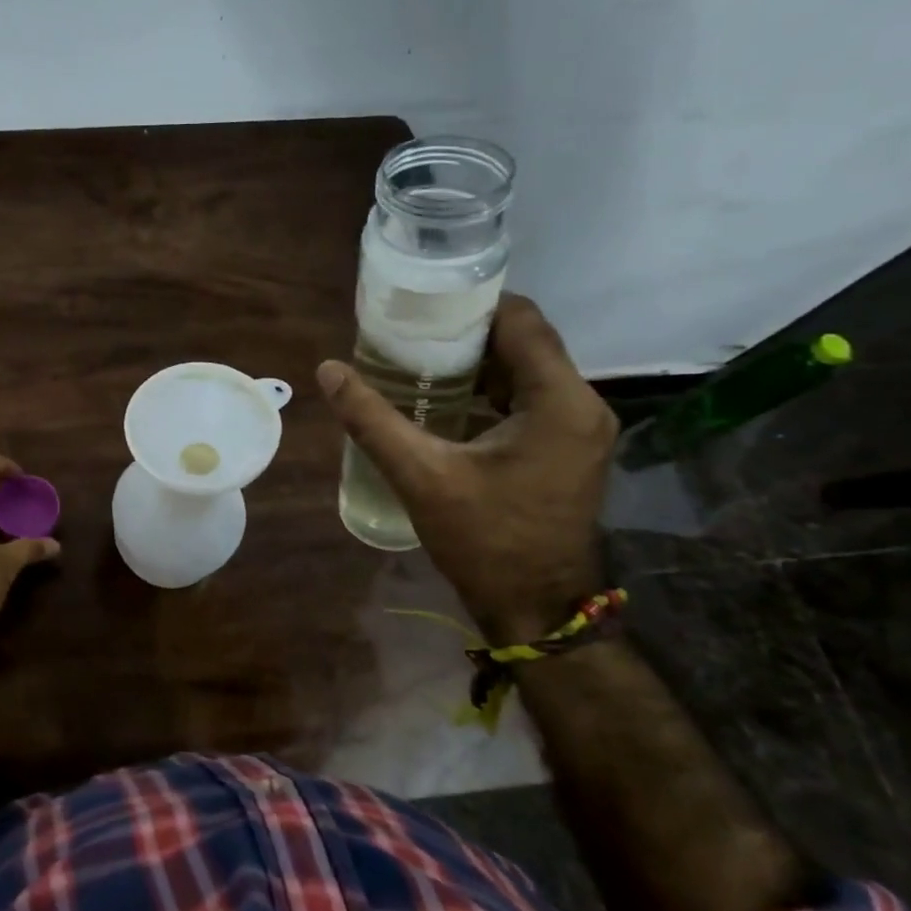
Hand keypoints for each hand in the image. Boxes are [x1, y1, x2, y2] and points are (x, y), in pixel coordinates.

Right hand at [319, 294, 616, 644]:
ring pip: (527, 371)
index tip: (423, 302)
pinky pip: (529, 398)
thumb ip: (372, 419)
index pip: (522, 321)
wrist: (536, 608)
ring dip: (477, 362)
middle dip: (467, 331)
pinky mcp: (568, 449)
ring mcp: (580, 429)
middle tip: (409, 330)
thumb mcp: (422, 476)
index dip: (473, 303)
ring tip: (418, 358)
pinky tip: (444, 399)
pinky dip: (489, 390)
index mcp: (560, 401)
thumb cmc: (486, 540)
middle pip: (525, 342)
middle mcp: (582, 405)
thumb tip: (328, 370)